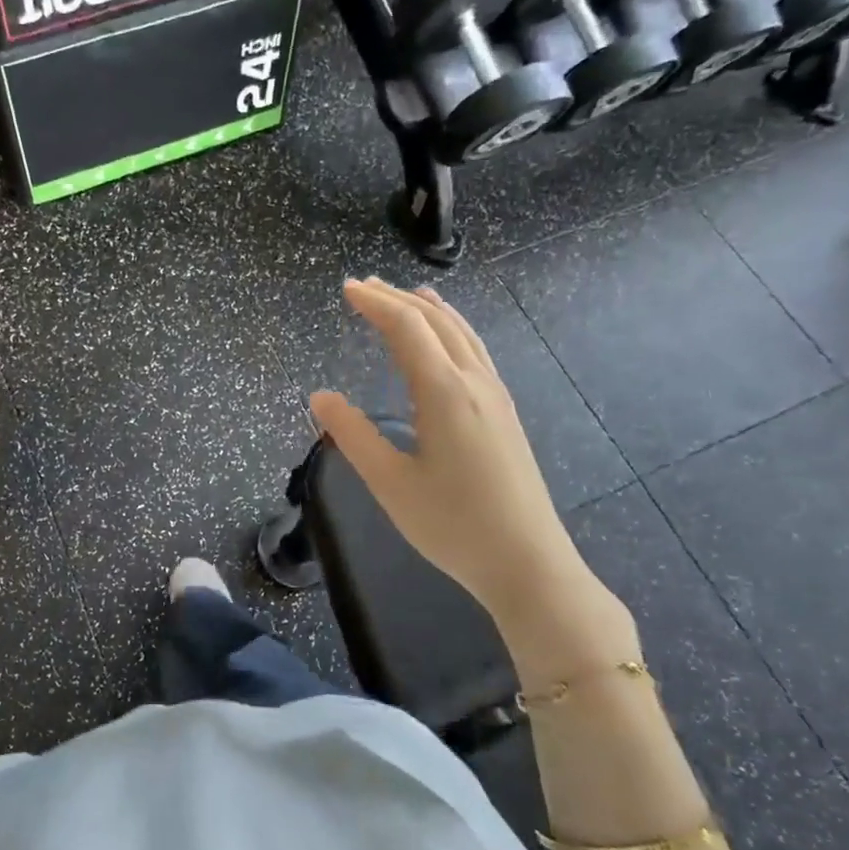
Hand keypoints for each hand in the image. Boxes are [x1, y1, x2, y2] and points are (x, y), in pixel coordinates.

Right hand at [309, 279, 632, 665]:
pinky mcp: (505, 413)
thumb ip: (352, 435)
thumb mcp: (390, 483)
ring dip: (429, 310)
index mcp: (444, 392)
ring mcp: (495, 395)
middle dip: (398, 299)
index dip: (375, 303)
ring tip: (406, 296)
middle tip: (364, 286)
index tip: (347, 288)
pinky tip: (446, 340)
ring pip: (462, 333)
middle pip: (435, 322)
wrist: (528, 563)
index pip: (407, 328)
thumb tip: (320, 397)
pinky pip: (475, 350)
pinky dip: (452, 329)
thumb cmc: (453, 525)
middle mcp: (474, 382)